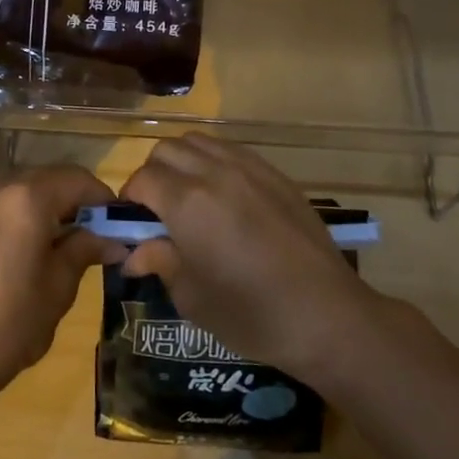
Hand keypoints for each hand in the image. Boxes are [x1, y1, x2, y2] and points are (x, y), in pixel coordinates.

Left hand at [0, 165, 115, 405]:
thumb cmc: (8, 322)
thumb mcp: (58, 288)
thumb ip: (84, 251)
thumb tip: (113, 240)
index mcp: (28, 197)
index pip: (79, 179)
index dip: (104, 199)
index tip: (121, 226)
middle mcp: (0, 184)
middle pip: (51, 178)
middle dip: (77, 201)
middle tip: (98, 235)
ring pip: (26, 189)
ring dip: (51, 207)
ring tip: (68, 244)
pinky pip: (5, 203)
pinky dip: (26, 214)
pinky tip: (35, 247)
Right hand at [120, 135, 378, 383]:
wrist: (328, 316)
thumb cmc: (251, 314)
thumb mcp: (192, 297)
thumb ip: (159, 262)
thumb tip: (133, 253)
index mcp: (188, 202)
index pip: (142, 179)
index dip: (131, 200)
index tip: (134, 225)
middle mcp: (214, 172)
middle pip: (166, 150)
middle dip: (153, 175)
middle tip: (159, 211)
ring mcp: (249, 168)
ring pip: (198, 142)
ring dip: (183, 162)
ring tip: (190, 198)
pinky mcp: (275, 175)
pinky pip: (232, 151)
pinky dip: (214, 163)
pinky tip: (225, 197)